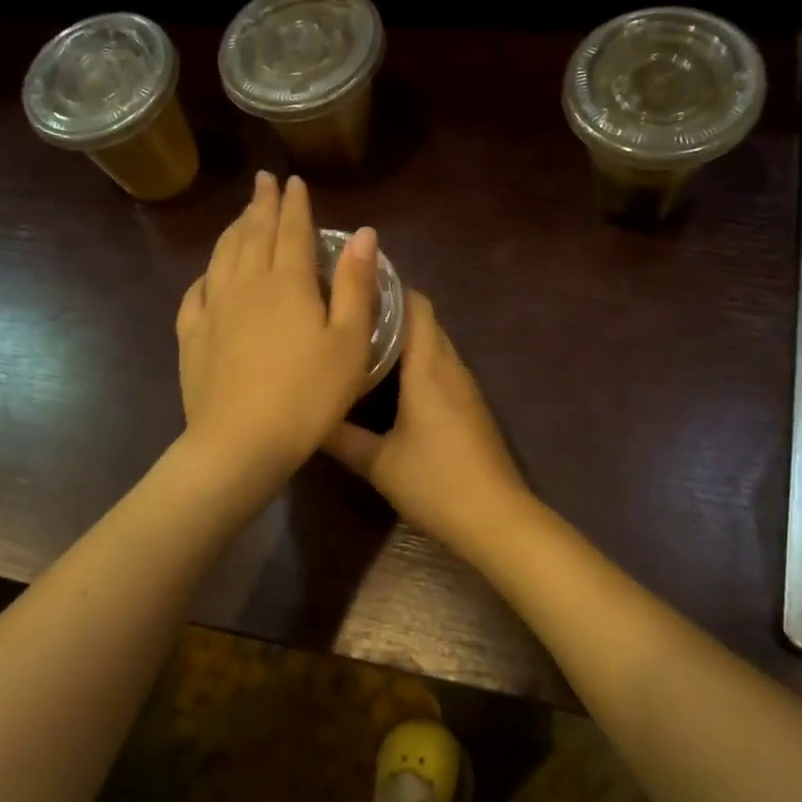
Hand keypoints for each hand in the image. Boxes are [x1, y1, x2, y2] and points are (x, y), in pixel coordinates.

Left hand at [176, 172, 379, 482]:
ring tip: (240, 216)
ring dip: (233, 230)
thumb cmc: (308, 395)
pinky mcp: (191, 336)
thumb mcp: (349, 342)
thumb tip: (362, 233)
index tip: (292, 181)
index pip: (291, 229)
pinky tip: (208, 275)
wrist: (241, 442)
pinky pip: (196, 292)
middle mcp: (246, 284)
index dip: (294, 204)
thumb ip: (355, 285)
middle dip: (261, 204)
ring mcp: (213, 309)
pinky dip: (206, 274)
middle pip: (252, 233)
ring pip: (222, 256)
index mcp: (287, 282)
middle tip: (263, 182)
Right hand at [324, 291, 530, 557]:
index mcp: (428, 367)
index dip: (386, 287)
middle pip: (424, 320)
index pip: (414, 304)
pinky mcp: (470, 407)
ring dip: (403, 338)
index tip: (349, 283)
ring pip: (433, 345)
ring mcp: (465, 387)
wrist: (495, 518)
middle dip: (388, 310)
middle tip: (345, 313)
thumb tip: (305, 415)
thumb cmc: (435, 482)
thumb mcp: (377, 463)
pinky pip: (440, 368)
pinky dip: (416, 362)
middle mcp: (450, 367)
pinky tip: (389, 383)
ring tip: (358, 342)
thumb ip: (339, 437)